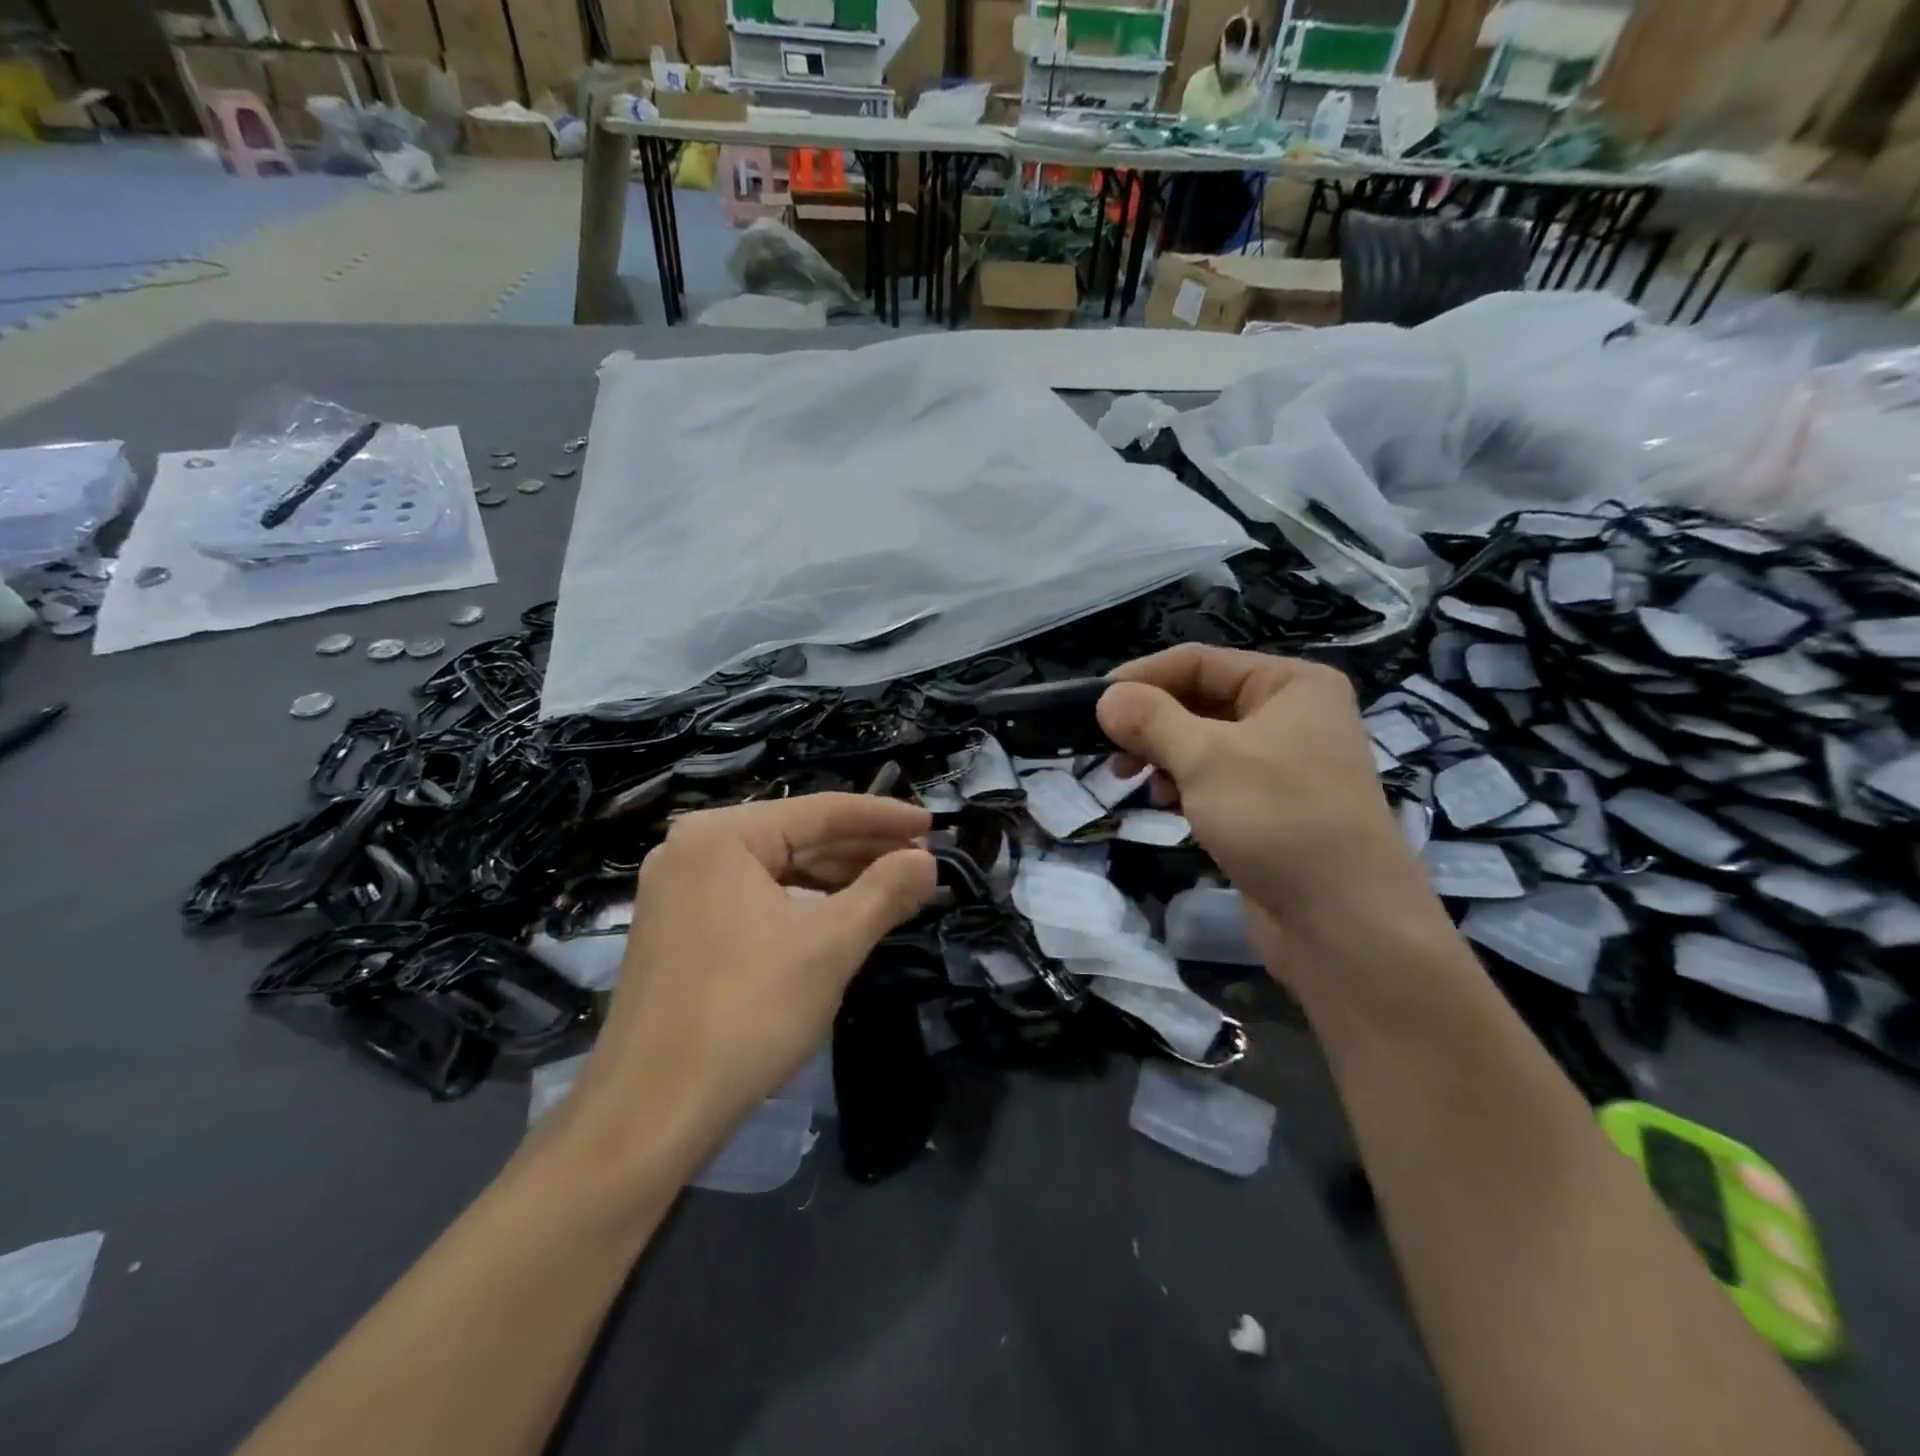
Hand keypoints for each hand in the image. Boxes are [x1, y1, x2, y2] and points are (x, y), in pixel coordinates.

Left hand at [559, 794, 935, 1168]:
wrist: (650, 1114)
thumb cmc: (746, 1013)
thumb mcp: (830, 945)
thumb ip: (885, 892)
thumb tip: (926, 861)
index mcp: (722, 835)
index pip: (821, 811)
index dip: (884, 818)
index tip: (933, 827)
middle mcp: (694, 850)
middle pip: (797, 837)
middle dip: (862, 852)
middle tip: (921, 865)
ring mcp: (680, 892)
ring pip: (777, 871)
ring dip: (836, 880)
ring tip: (892, 890)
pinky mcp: (680, 931)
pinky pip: (755, 899)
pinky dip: (802, 905)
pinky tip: (840, 918)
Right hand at [1096, 646, 1433, 967]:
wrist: (1344, 924)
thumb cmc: (1279, 820)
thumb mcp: (1206, 759)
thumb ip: (1151, 720)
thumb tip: (1106, 698)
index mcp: (1290, 683)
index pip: (1198, 661)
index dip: (1142, 678)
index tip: (1094, 706)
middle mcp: (1291, 714)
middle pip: (1199, 700)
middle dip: (1151, 723)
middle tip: (1111, 752)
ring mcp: (1283, 763)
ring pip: (1202, 741)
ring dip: (1163, 756)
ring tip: (1135, 782)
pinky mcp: (1270, 806)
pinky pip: (1214, 778)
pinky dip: (1184, 785)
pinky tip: (1166, 806)